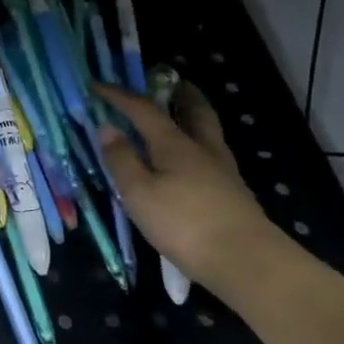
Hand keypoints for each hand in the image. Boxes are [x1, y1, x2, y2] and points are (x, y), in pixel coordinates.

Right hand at [94, 81, 292, 301]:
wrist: (246, 261)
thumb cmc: (183, 223)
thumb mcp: (139, 193)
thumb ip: (121, 159)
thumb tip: (107, 127)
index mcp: (175, 144)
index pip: (144, 110)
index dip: (119, 95)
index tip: (97, 85)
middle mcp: (203, 149)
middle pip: (194, 110)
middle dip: (179, 93)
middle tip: (167, 82)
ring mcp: (222, 171)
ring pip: (207, 132)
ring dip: (191, 117)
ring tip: (176, 117)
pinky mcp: (232, 192)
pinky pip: (210, 154)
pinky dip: (196, 144)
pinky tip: (188, 160)